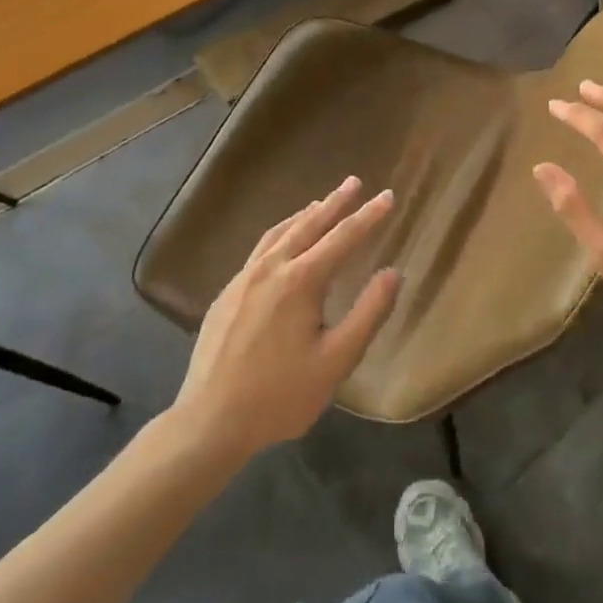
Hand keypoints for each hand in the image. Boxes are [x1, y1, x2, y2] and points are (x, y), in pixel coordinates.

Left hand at [171, 177, 399, 456]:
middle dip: (335, 202)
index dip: (369, 217)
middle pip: (309, 225)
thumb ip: (368, 313)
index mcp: (300, 281)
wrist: (209, 421)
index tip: (388, 196)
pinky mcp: (227, 293)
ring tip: (322, 202)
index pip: (343, 238)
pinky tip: (283, 240)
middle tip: (355, 182)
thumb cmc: (280, 395)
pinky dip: (281, 233)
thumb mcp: (336, 361)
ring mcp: (243, 278)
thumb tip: (393, 272)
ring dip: (306, 214)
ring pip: (280, 233)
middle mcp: (271, 269)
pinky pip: (260, 248)